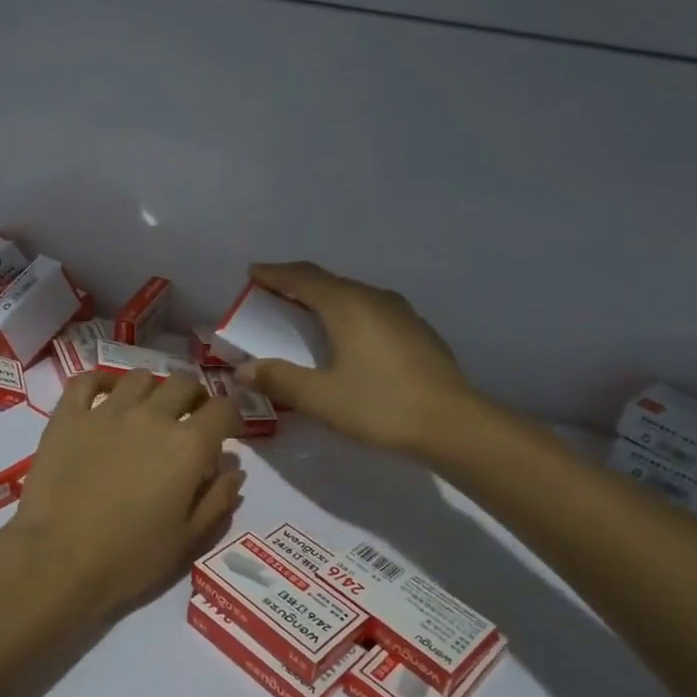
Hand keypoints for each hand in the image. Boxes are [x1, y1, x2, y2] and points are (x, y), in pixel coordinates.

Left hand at [7, 370, 244, 619]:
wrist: (58, 561)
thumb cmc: (130, 559)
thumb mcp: (188, 540)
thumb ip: (218, 499)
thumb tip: (233, 469)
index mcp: (188, 445)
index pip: (223, 408)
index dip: (231, 417)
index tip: (227, 432)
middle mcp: (152, 416)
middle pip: (184, 384)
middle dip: (194, 398)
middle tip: (188, 419)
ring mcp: (106, 411)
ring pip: (139, 378)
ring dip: (152, 390)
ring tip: (147, 410)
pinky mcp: (68, 416)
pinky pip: (87, 381)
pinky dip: (100, 382)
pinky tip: (105, 396)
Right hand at [236, 261, 472, 453]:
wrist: (453, 424)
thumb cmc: (380, 406)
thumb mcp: (321, 397)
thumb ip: (279, 379)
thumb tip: (244, 369)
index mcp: (347, 305)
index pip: (302, 278)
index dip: (274, 274)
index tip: (252, 273)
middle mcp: (374, 298)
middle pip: (328, 282)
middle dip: (297, 285)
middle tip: (272, 295)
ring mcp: (401, 313)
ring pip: (353, 295)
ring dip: (325, 299)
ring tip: (306, 314)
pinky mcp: (417, 331)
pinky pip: (371, 311)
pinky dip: (348, 314)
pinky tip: (347, 337)